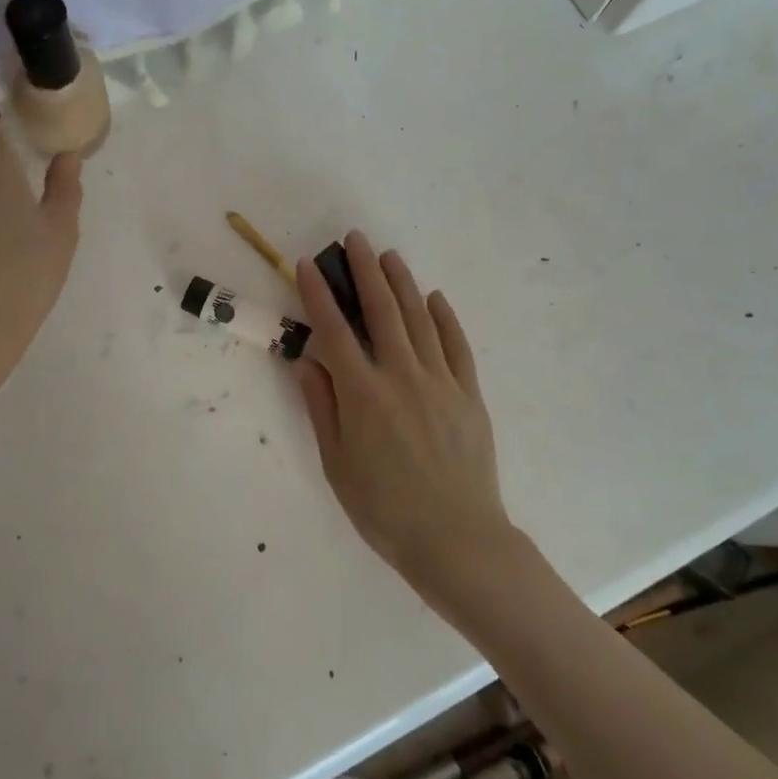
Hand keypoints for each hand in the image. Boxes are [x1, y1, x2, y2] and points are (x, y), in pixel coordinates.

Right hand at [296, 232, 513, 594]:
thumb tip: (308, 361)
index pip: (334, 331)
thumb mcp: (337, 464)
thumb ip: (322, 407)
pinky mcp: (469, 394)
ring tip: (389, 256)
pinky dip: (445, 317)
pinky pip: (456, 345)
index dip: (319, 294)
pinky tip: (435, 297)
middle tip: (355, 239)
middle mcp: (401, 376)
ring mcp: (440, 382)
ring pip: (419, 319)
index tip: (309, 264)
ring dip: (403, 283)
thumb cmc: (384, 509)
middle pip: (381, 311)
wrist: (456, 539)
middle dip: (365, 270)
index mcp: (363, 394)